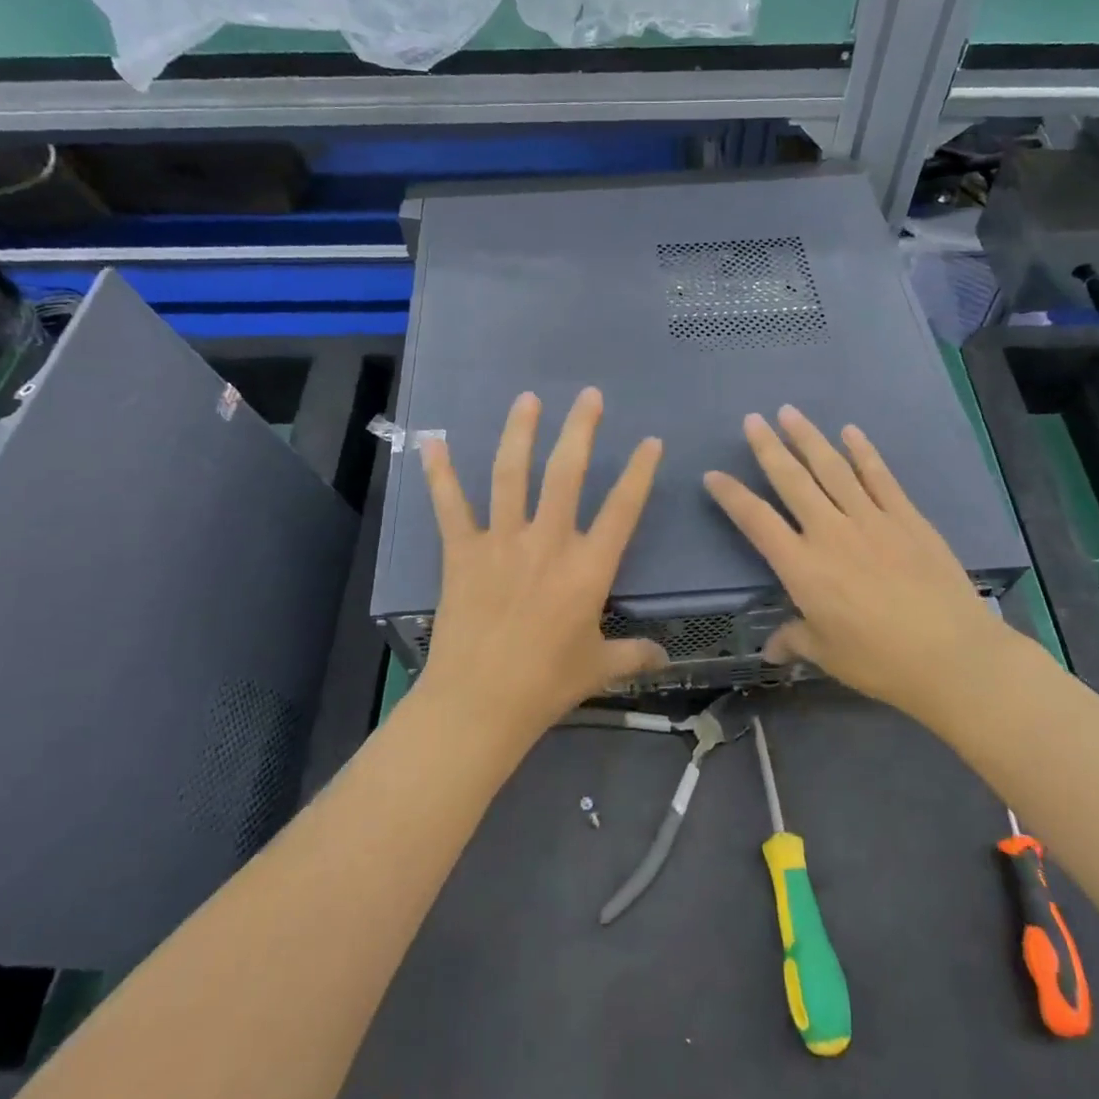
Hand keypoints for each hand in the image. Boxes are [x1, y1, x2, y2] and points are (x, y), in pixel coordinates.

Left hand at [417, 387, 667, 731]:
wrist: (480, 703)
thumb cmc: (546, 684)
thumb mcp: (599, 668)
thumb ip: (634, 656)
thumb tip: (665, 657)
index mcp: (588, 568)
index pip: (622, 508)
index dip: (639, 472)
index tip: (650, 441)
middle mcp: (548, 542)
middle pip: (567, 473)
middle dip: (580, 429)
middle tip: (589, 396)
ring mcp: (502, 542)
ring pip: (512, 474)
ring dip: (520, 433)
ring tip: (527, 399)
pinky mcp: (463, 552)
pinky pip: (450, 505)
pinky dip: (440, 473)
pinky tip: (433, 441)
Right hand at [703, 406, 1013, 719]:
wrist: (953, 655)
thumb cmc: (880, 660)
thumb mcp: (828, 654)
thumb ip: (795, 640)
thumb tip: (770, 651)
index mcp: (802, 567)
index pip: (756, 521)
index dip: (731, 496)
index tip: (713, 474)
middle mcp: (830, 532)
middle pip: (792, 481)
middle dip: (768, 448)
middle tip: (753, 419)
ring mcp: (871, 520)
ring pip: (832, 469)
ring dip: (809, 438)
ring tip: (790, 412)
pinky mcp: (906, 518)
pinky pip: (880, 477)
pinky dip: (863, 452)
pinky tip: (851, 431)